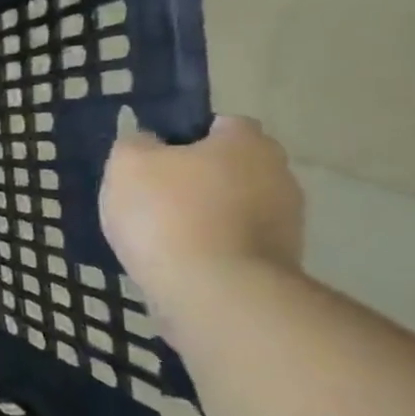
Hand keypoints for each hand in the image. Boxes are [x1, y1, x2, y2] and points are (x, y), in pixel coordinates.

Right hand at [100, 116, 303, 302]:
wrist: (213, 291)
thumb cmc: (167, 212)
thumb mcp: (128, 163)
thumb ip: (135, 143)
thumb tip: (149, 143)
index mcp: (247, 142)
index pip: (221, 124)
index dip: (185, 136)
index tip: (154, 158)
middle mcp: (279, 174)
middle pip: (230, 166)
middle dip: (197, 178)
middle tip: (152, 195)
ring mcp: (286, 221)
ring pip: (234, 205)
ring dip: (205, 214)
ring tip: (160, 234)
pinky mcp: (280, 261)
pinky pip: (235, 241)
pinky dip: (211, 245)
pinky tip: (179, 259)